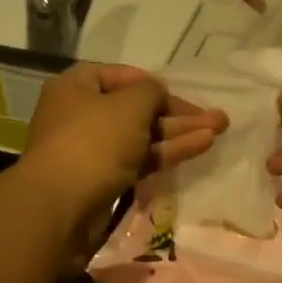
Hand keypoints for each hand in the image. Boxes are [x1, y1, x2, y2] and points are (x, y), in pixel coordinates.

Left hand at [22, 63, 227, 236]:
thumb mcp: (129, 105)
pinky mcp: (105, 180)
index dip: (152, 83)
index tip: (178, 93)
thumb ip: (151, 92)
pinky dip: (167, 153)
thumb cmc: (93, 142)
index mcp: (76, 87)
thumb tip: (156, 92)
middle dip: (177, 113)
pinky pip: (139, 160)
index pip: (120, 76)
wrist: (62, 206)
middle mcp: (81, 115)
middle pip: (136, 109)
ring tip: (220, 130)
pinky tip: (201, 146)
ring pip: (142, 137)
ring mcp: (93, 150)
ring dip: (179, 133)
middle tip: (216, 118)